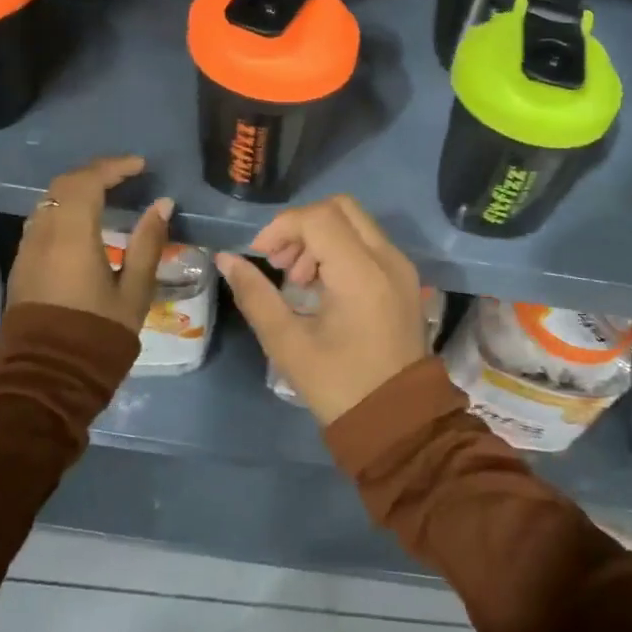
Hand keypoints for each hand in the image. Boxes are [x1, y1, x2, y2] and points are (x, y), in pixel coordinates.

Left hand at [8, 155, 172, 332]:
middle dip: (95, 172)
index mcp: (71, 236)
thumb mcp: (134, 290)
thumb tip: (162, 204)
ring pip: (48, 201)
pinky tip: (86, 220)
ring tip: (108, 192)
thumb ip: (147, 243)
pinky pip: (42, 220)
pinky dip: (65, 208)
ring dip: (77, 189)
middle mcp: (43, 234)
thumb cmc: (98, 334)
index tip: (140, 166)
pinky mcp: (23, 265)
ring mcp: (28, 249)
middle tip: (126, 174)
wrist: (48, 377)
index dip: (114, 167)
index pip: (87, 182)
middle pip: (63, 185)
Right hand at [214, 195, 427, 425]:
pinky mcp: (405, 280)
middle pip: (340, 208)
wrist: (398, 423)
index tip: (261, 256)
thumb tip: (226, 259)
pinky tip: (322, 287)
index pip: (317, 218)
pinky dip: (341, 249)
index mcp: (361, 272)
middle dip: (302, 226)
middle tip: (281, 262)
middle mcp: (388, 258)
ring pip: (356, 223)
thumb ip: (255, 296)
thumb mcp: (288, 344)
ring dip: (321, 237)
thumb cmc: (339, 386)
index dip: (282, 227)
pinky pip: (369, 243)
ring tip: (298, 280)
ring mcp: (401, 267)